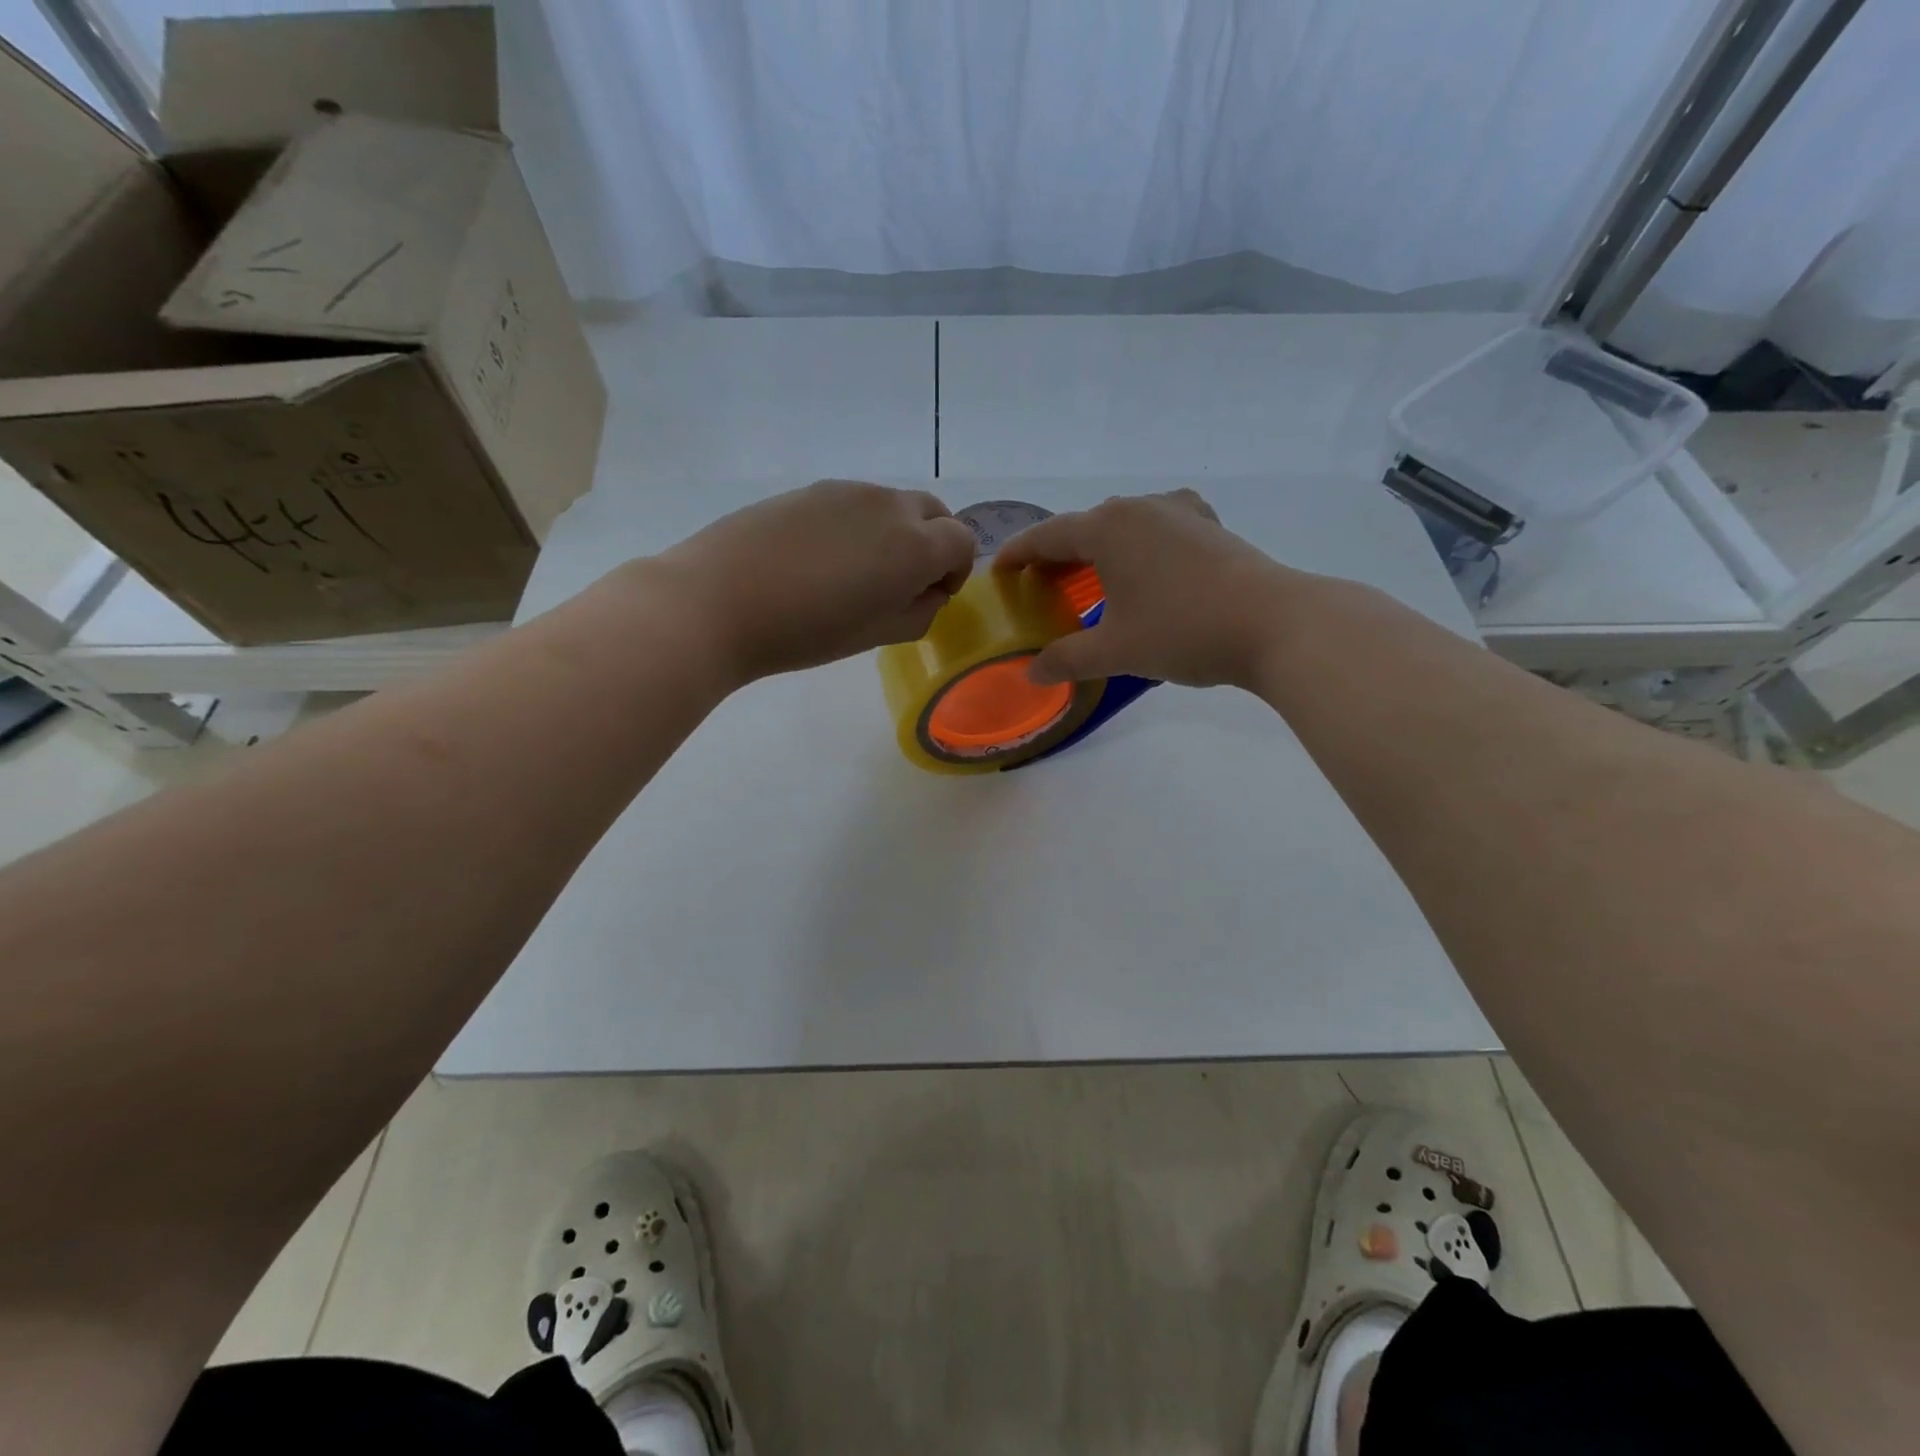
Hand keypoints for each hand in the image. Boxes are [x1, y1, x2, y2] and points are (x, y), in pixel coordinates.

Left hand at [658, 479, 977, 683]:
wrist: (719, 600)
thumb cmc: (807, 630)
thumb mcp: (878, 636)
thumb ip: (920, 612)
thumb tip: (928, 592)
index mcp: (915, 545)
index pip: (962, 541)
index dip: (955, 571)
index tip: (931, 596)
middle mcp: (888, 506)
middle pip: (934, 512)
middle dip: (933, 544)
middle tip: (902, 582)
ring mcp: (846, 491)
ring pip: (892, 505)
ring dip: (894, 533)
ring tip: (856, 573)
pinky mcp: (810, 489)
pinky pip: (853, 503)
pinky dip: (858, 525)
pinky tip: (820, 559)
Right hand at [993, 489, 1294, 689]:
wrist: (1275, 624)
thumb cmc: (1183, 631)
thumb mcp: (1116, 651)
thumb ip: (1067, 659)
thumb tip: (1032, 674)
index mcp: (1108, 528)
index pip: (1047, 536)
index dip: (1018, 554)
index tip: (997, 571)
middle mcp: (1140, 508)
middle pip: (1084, 527)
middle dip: (1057, 555)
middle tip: (1038, 586)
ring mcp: (1180, 512)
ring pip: (1123, 525)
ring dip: (1098, 550)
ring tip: (1088, 578)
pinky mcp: (1210, 526)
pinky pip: (1158, 529)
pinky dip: (1138, 547)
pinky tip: (1146, 565)